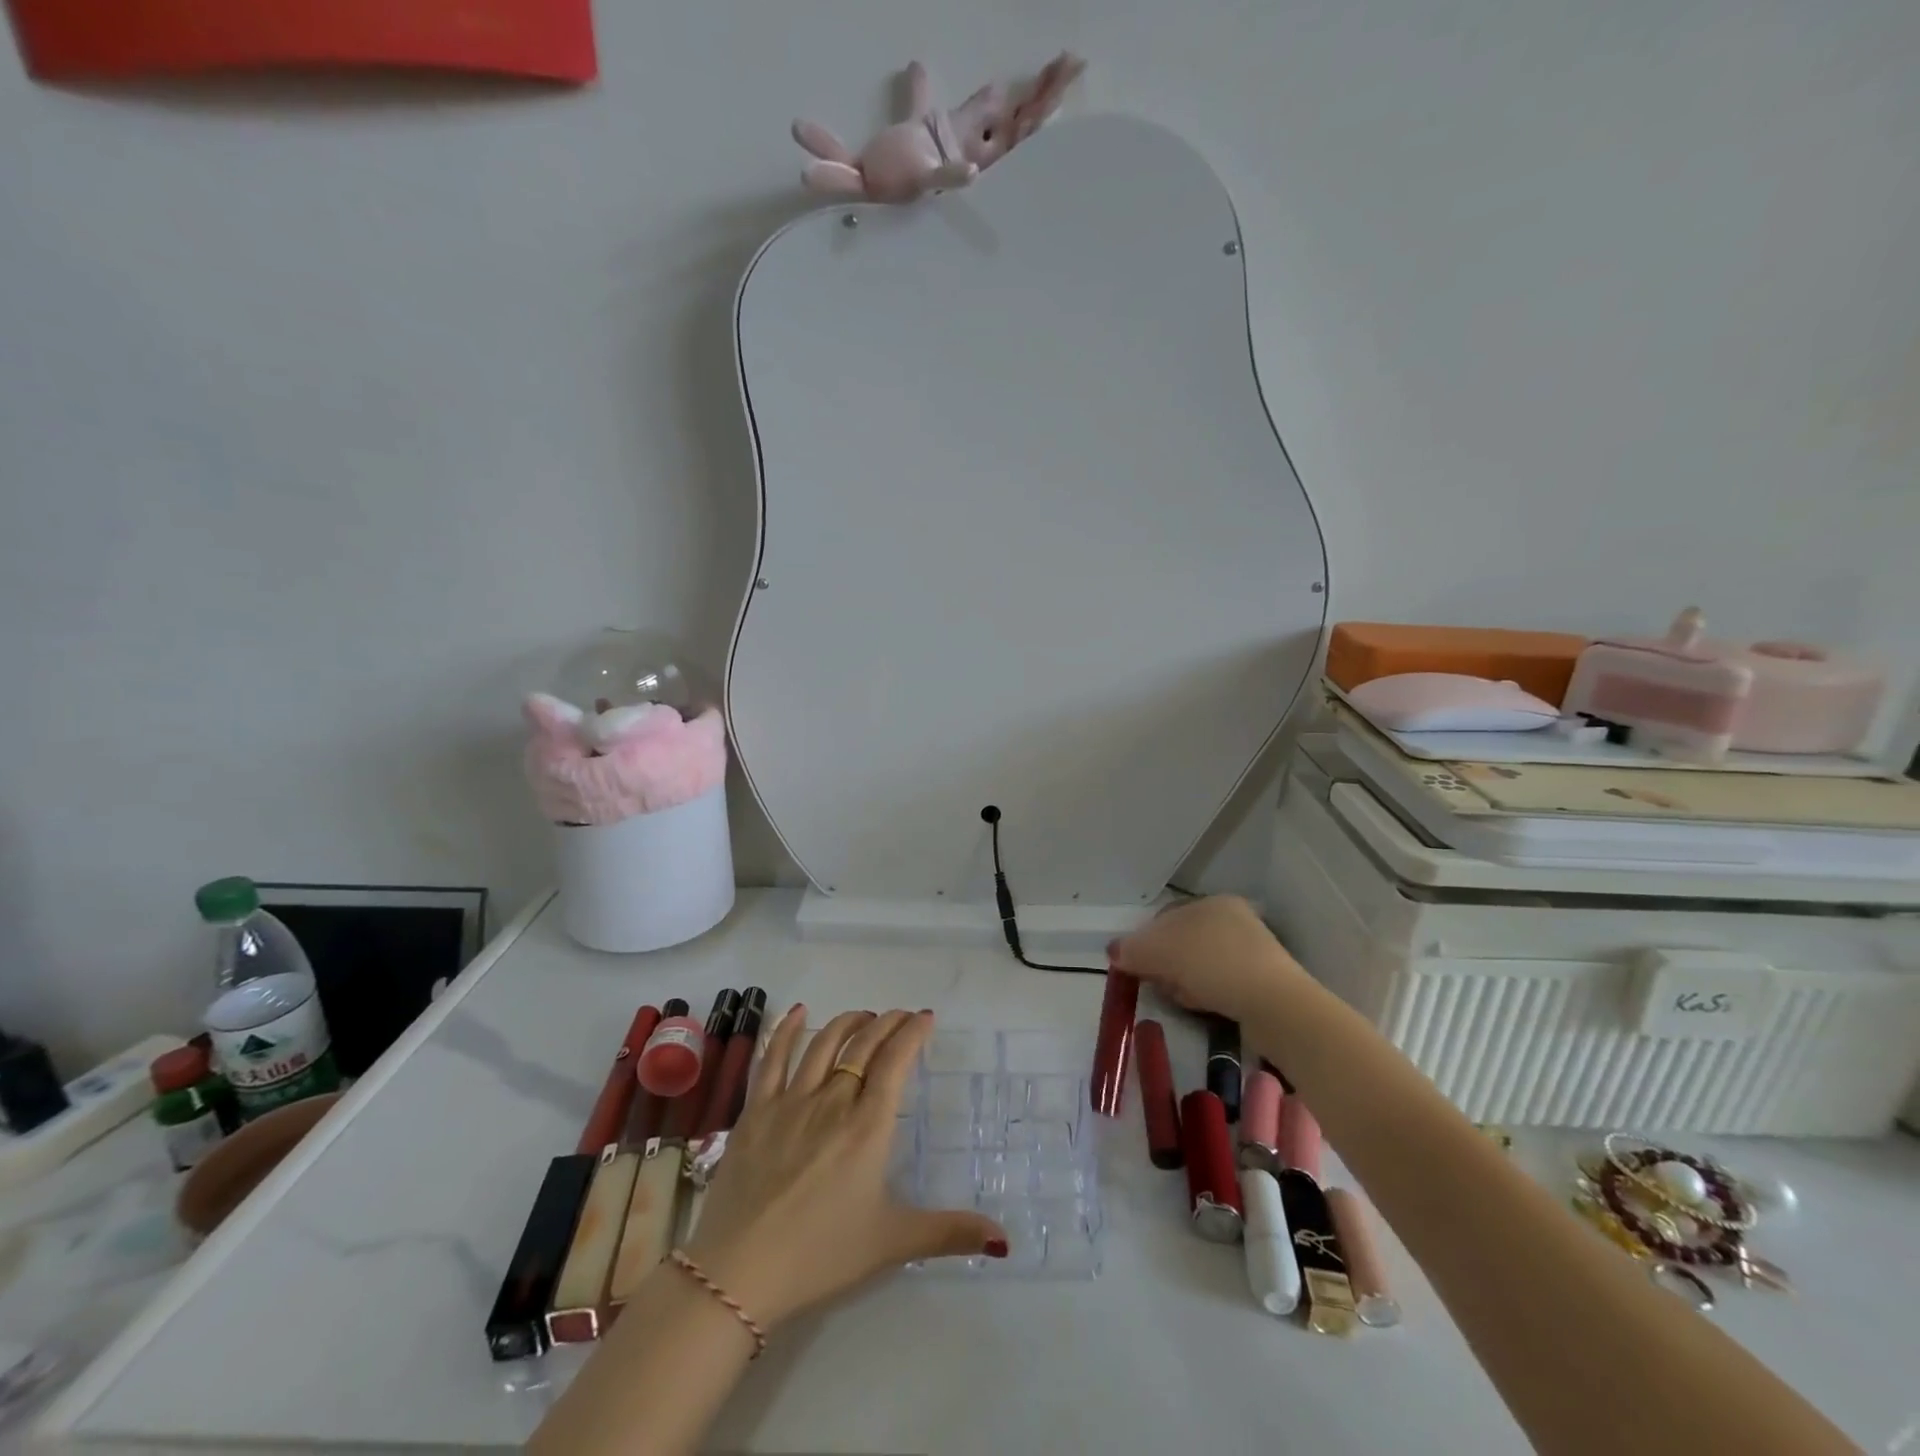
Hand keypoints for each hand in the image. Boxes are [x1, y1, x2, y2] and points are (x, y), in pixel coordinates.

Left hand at [684, 1008, 1006, 1331]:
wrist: (739, 1272)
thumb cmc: (821, 1255)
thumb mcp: (891, 1243)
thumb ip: (948, 1233)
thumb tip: (1004, 1237)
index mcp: (868, 1126)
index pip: (895, 1062)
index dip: (912, 1033)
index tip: (925, 1017)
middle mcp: (832, 1101)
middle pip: (863, 1046)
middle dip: (887, 1023)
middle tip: (901, 1016)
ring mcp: (790, 1101)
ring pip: (824, 1044)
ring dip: (848, 1022)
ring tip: (864, 1016)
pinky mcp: (756, 1111)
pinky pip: (773, 1058)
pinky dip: (787, 1030)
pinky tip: (799, 1012)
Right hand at [1110, 895, 1304, 1024]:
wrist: (1274, 1004)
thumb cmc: (1212, 964)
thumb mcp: (1160, 952)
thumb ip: (1131, 949)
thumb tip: (1113, 951)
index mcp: (1212, 902)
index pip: (1165, 917)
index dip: (1144, 940)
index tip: (1135, 965)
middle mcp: (1234, 918)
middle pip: (1182, 941)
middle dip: (1164, 963)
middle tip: (1157, 983)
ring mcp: (1252, 950)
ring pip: (1200, 964)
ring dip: (1184, 980)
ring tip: (1181, 998)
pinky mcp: (1263, 980)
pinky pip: (1220, 982)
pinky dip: (1206, 992)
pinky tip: (1203, 1005)